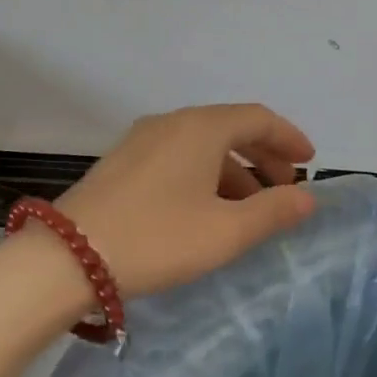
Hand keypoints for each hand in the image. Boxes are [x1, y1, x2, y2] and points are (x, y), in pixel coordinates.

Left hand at [54, 104, 316, 298]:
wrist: (66, 258)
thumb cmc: (157, 238)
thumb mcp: (226, 231)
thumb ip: (273, 211)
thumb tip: (308, 197)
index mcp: (200, 128)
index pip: (258, 118)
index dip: (288, 138)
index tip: (310, 161)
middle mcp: (171, 123)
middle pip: (230, 129)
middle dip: (264, 156)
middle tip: (286, 188)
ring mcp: (141, 141)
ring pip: (202, 146)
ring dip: (234, 171)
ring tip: (250, 208)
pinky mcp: (121, 164)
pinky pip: (178, 158)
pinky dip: (205, 176)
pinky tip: (206, 210)